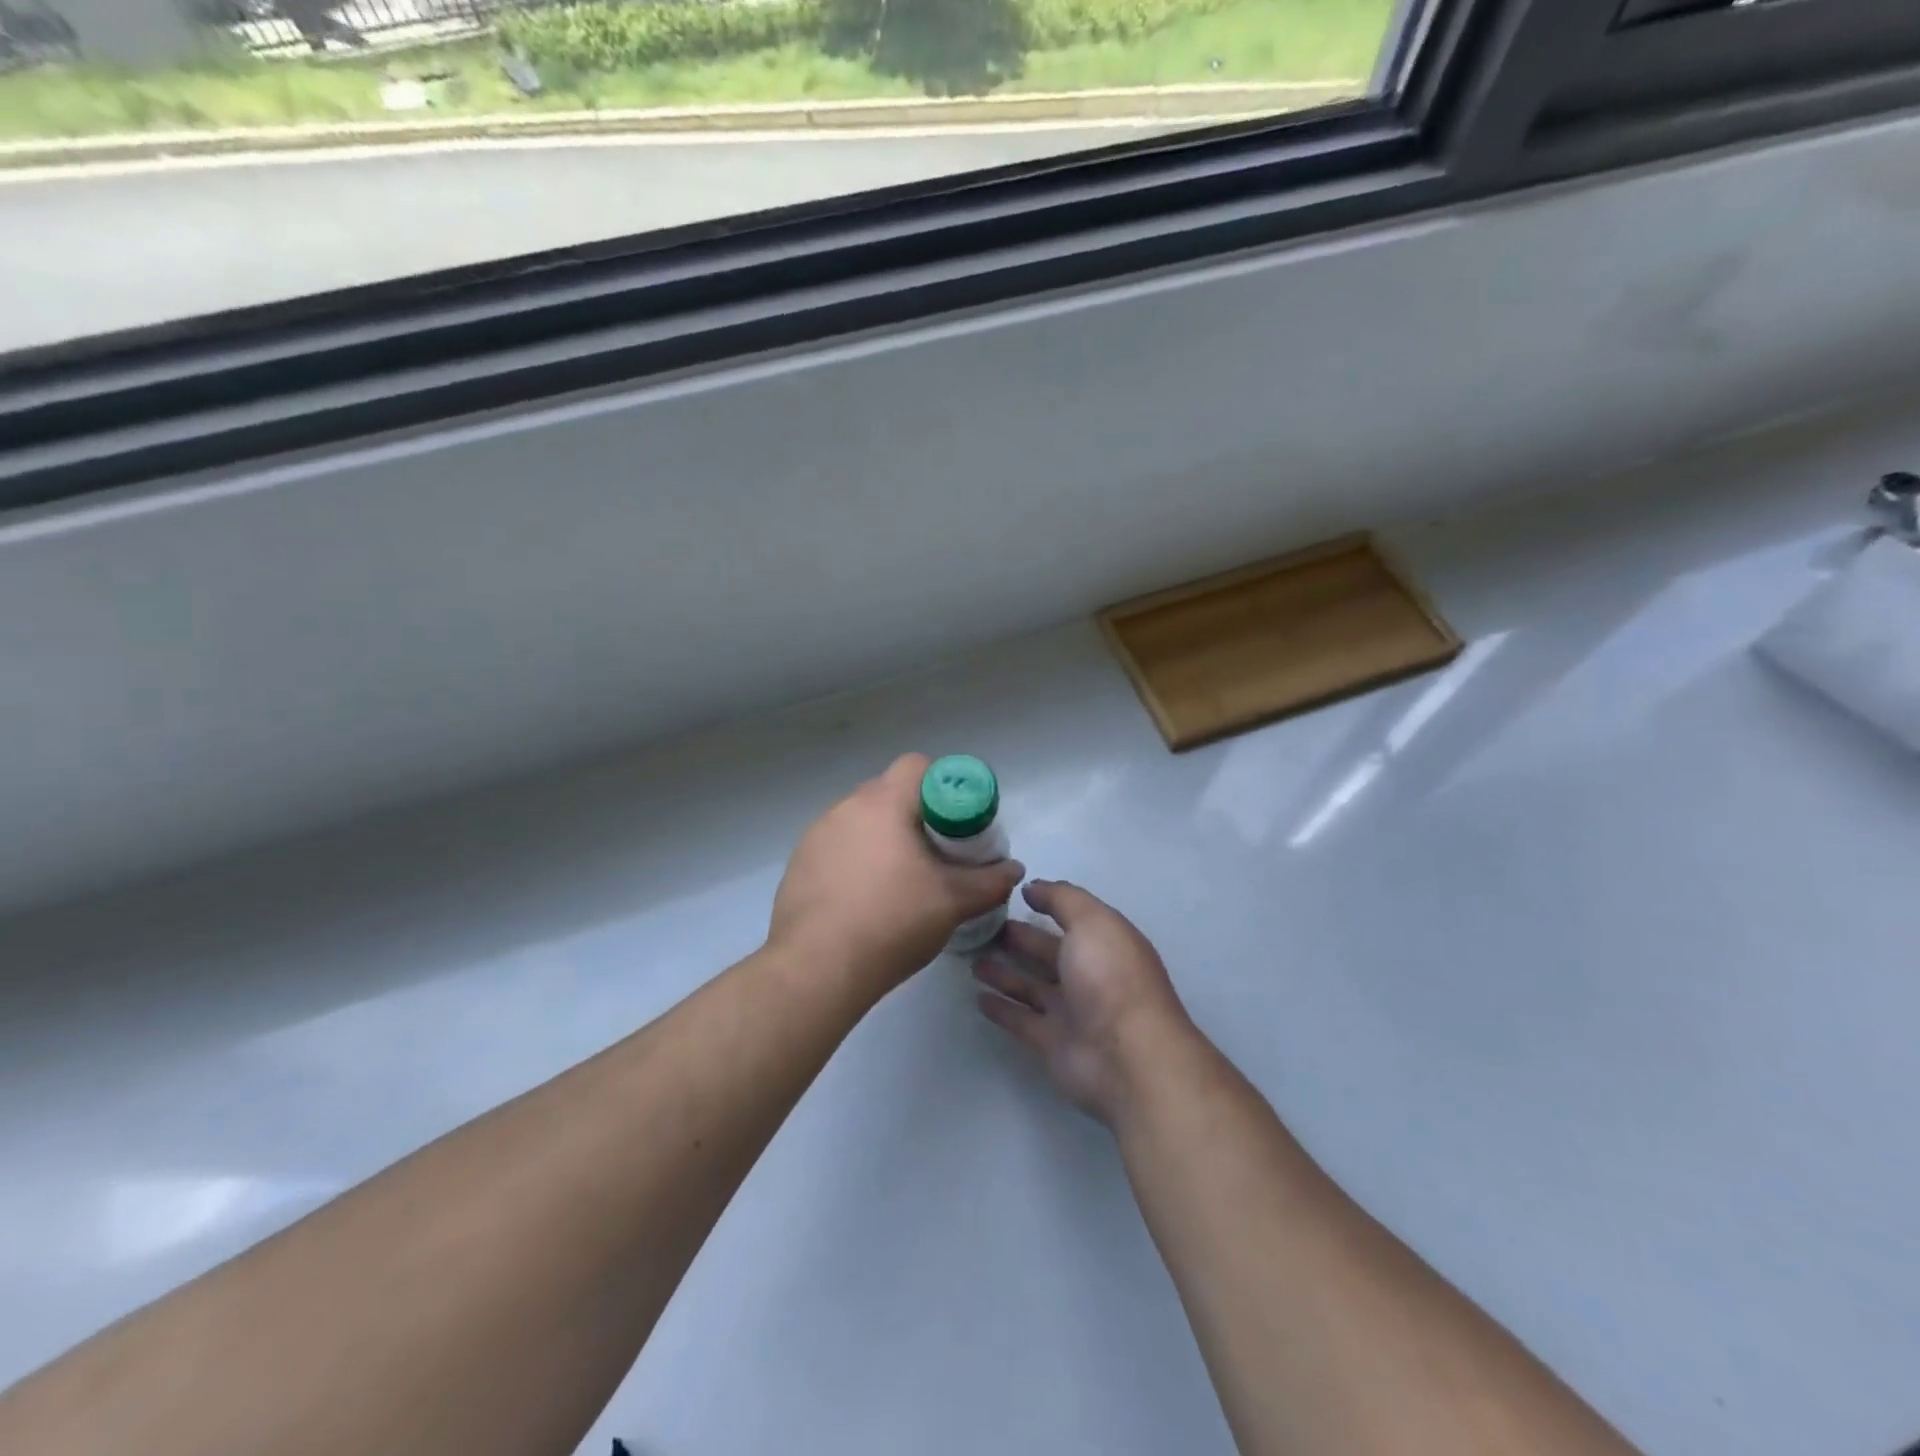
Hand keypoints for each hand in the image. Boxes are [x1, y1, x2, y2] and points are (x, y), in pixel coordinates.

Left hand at [769, 754, 1024, 997]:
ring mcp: (815, 835)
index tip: (955, 823)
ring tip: (899, 882)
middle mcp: (844, 807)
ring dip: (882, 839)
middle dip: (915, 816)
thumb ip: (989, 881)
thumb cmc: (891, 922)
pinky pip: (836, 847)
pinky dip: (855, 861)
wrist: (817, 969)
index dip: (943, 786)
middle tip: (935, 855)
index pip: (917, 766)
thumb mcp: (953, 903)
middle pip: (888, 792)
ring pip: (861, 821)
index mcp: (882, 803)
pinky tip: (864, 901)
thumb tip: (1012, 869)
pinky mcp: (798, 864)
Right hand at [973, 880, 1194, 1125]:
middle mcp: (1088, 975)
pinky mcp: (1052, 1042)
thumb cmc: (1110, 978)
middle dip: (1018, 939)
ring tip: (973, 959)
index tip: (1010, 895)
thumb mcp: (1092, 921)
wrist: (1127, 1058)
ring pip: (1031, 986)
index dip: (1045, 904)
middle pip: (1047, 952)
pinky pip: (1021, 1020)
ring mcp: (1071, 1011)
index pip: (1071, 918)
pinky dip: (1002, 1009)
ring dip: (1004, 973)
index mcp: (1104, 943)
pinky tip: (978, 997)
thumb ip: (1062, 899)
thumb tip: (1032, 887)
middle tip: (981, 927)